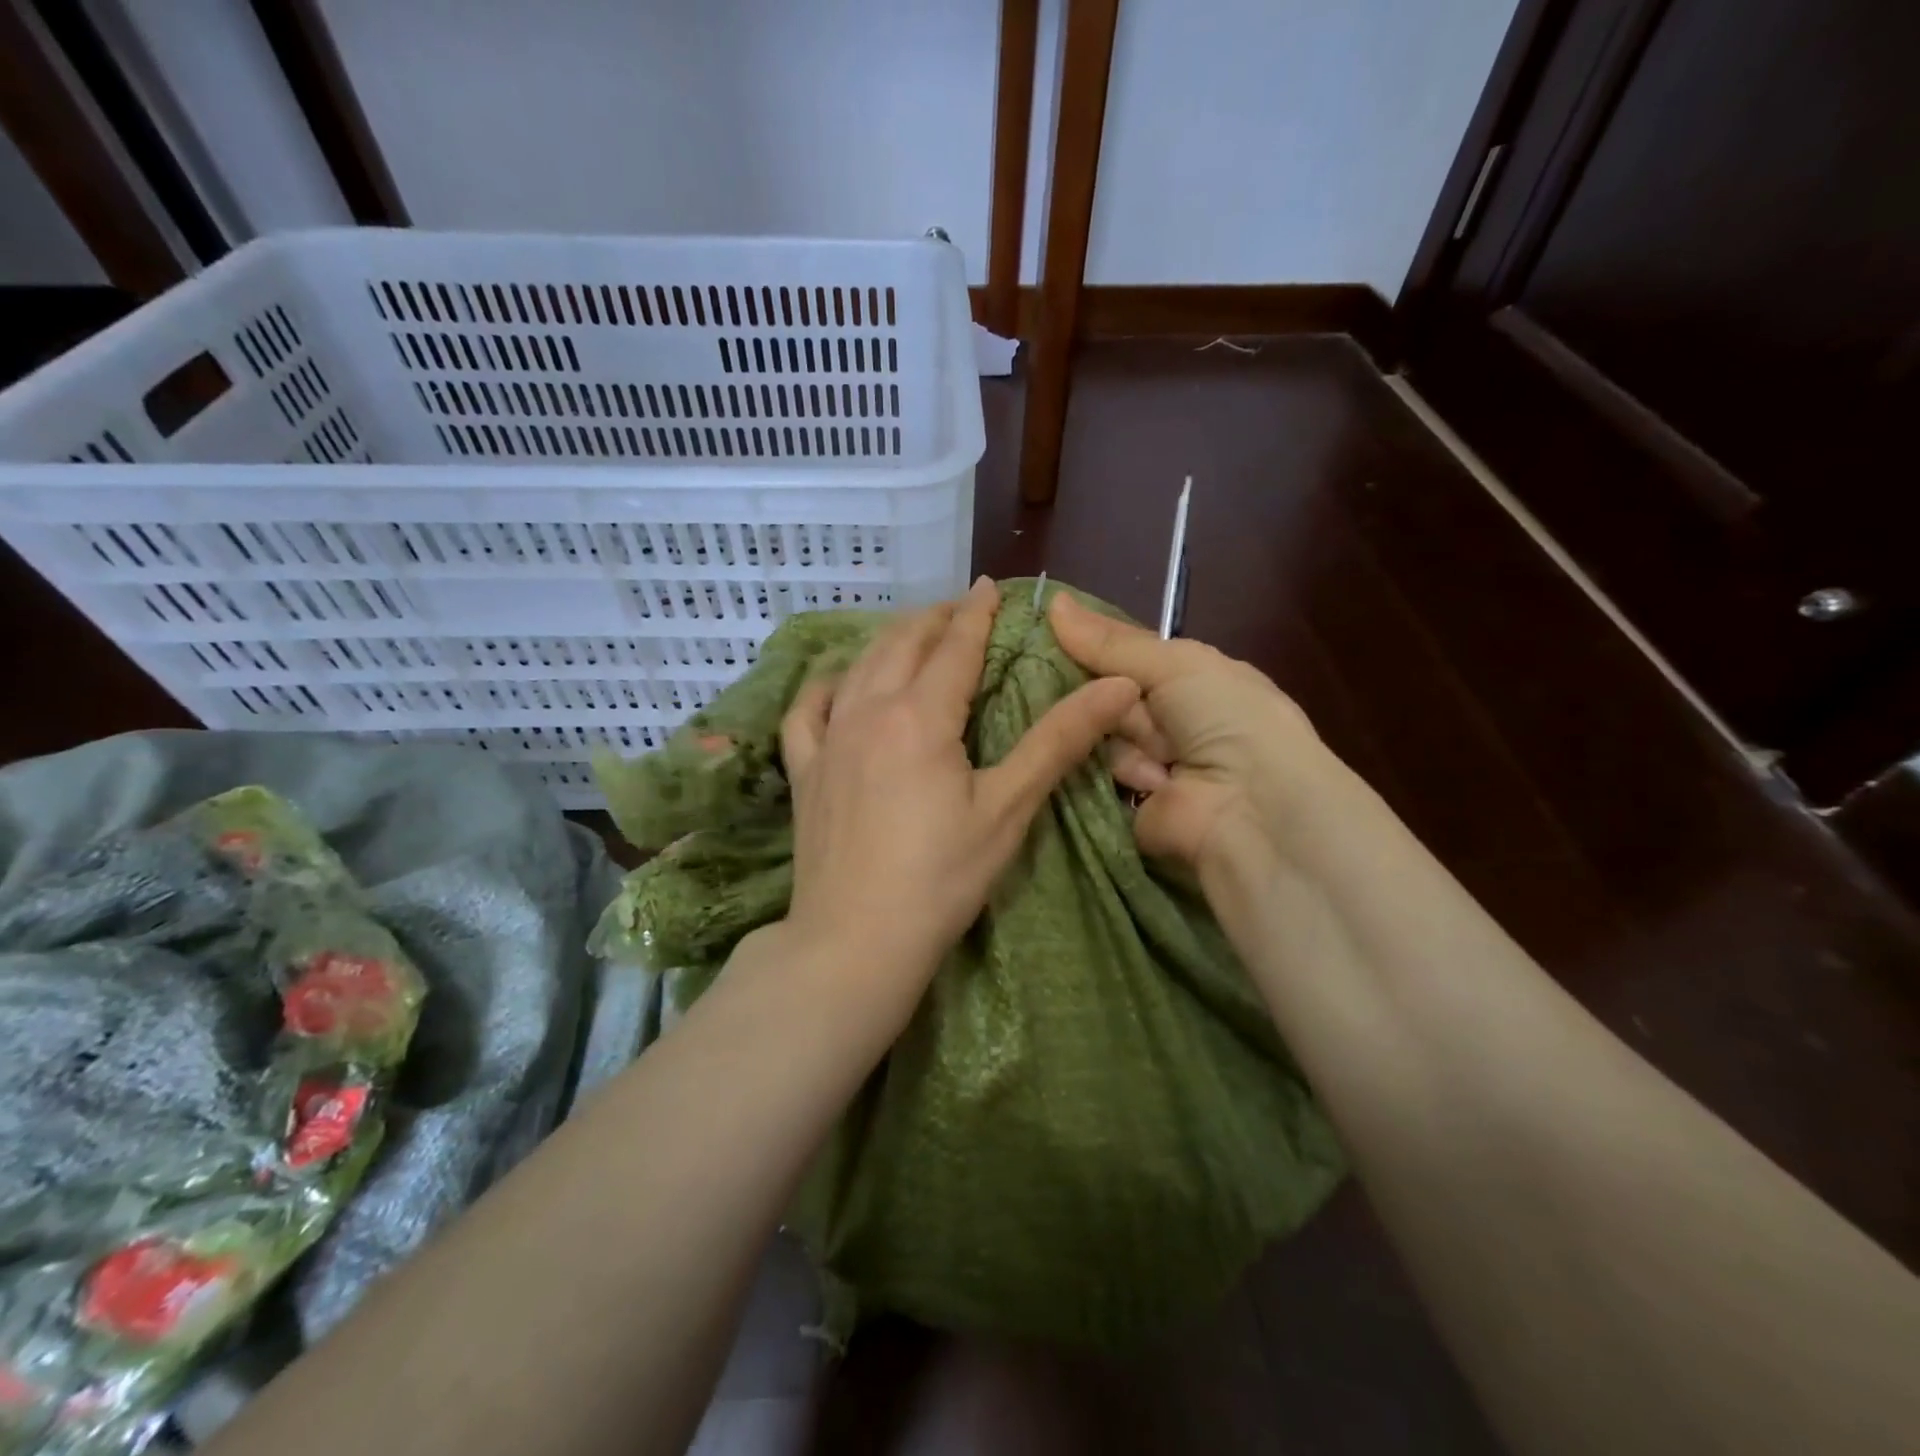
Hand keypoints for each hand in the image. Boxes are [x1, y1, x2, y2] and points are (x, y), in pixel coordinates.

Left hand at [780, 578, 1139, 979]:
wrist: (856, 941)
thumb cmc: (941, 878)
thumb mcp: (1008, 808)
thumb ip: (1059, 740)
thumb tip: (1118, 685)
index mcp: (920, 715)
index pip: (955, 646)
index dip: (976, 613)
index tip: (989, 588)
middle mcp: (868, 710)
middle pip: (902, 644)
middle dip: (935, 619)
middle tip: (959, 609)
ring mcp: (828, 739)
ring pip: (858, 666)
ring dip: (889, 641)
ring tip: (913, 634)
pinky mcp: (804, 771)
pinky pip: (807, 710)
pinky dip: (827, 686)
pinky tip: (839, 685)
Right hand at [1048, 593, 1327, 869]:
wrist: (1249, 807)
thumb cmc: (1225, 718)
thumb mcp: (1176, 664)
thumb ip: (1111, 642)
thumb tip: (1053, 600)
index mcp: (1187, 680)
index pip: (1124, 655)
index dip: (1087, 644)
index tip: (1041, 628)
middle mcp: (1165, 720)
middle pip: (1102, 694)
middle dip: (1089, 689)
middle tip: (1072, 684)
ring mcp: (1143, 764)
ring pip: (1093, 733)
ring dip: (1108, 734)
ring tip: (1140, 745)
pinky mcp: (1121, 803)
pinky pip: (1089, 775)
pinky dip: (1096, 770)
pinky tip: (1118, 768)